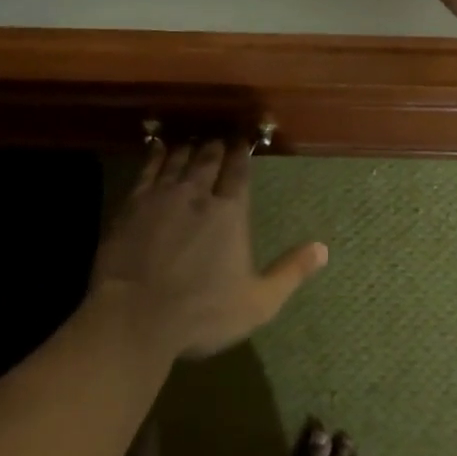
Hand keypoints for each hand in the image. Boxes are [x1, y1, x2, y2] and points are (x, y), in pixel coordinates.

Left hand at [90, 139, 326, 360]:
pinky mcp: (133, 203)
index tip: (243, 141)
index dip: (241, 153)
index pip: (239, 171)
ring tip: (193, 141)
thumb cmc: (201, 313)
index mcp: (230, 212)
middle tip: (219, 138)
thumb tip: (323, 249)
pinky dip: (156, 155)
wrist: (134, 317)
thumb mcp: (257, 302)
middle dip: (216, 146)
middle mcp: (198, 193)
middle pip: (209, 159)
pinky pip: (147, 169)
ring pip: (179, 159)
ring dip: (189, 148)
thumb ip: (290, 272)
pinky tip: (159, 148)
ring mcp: (162, 195)